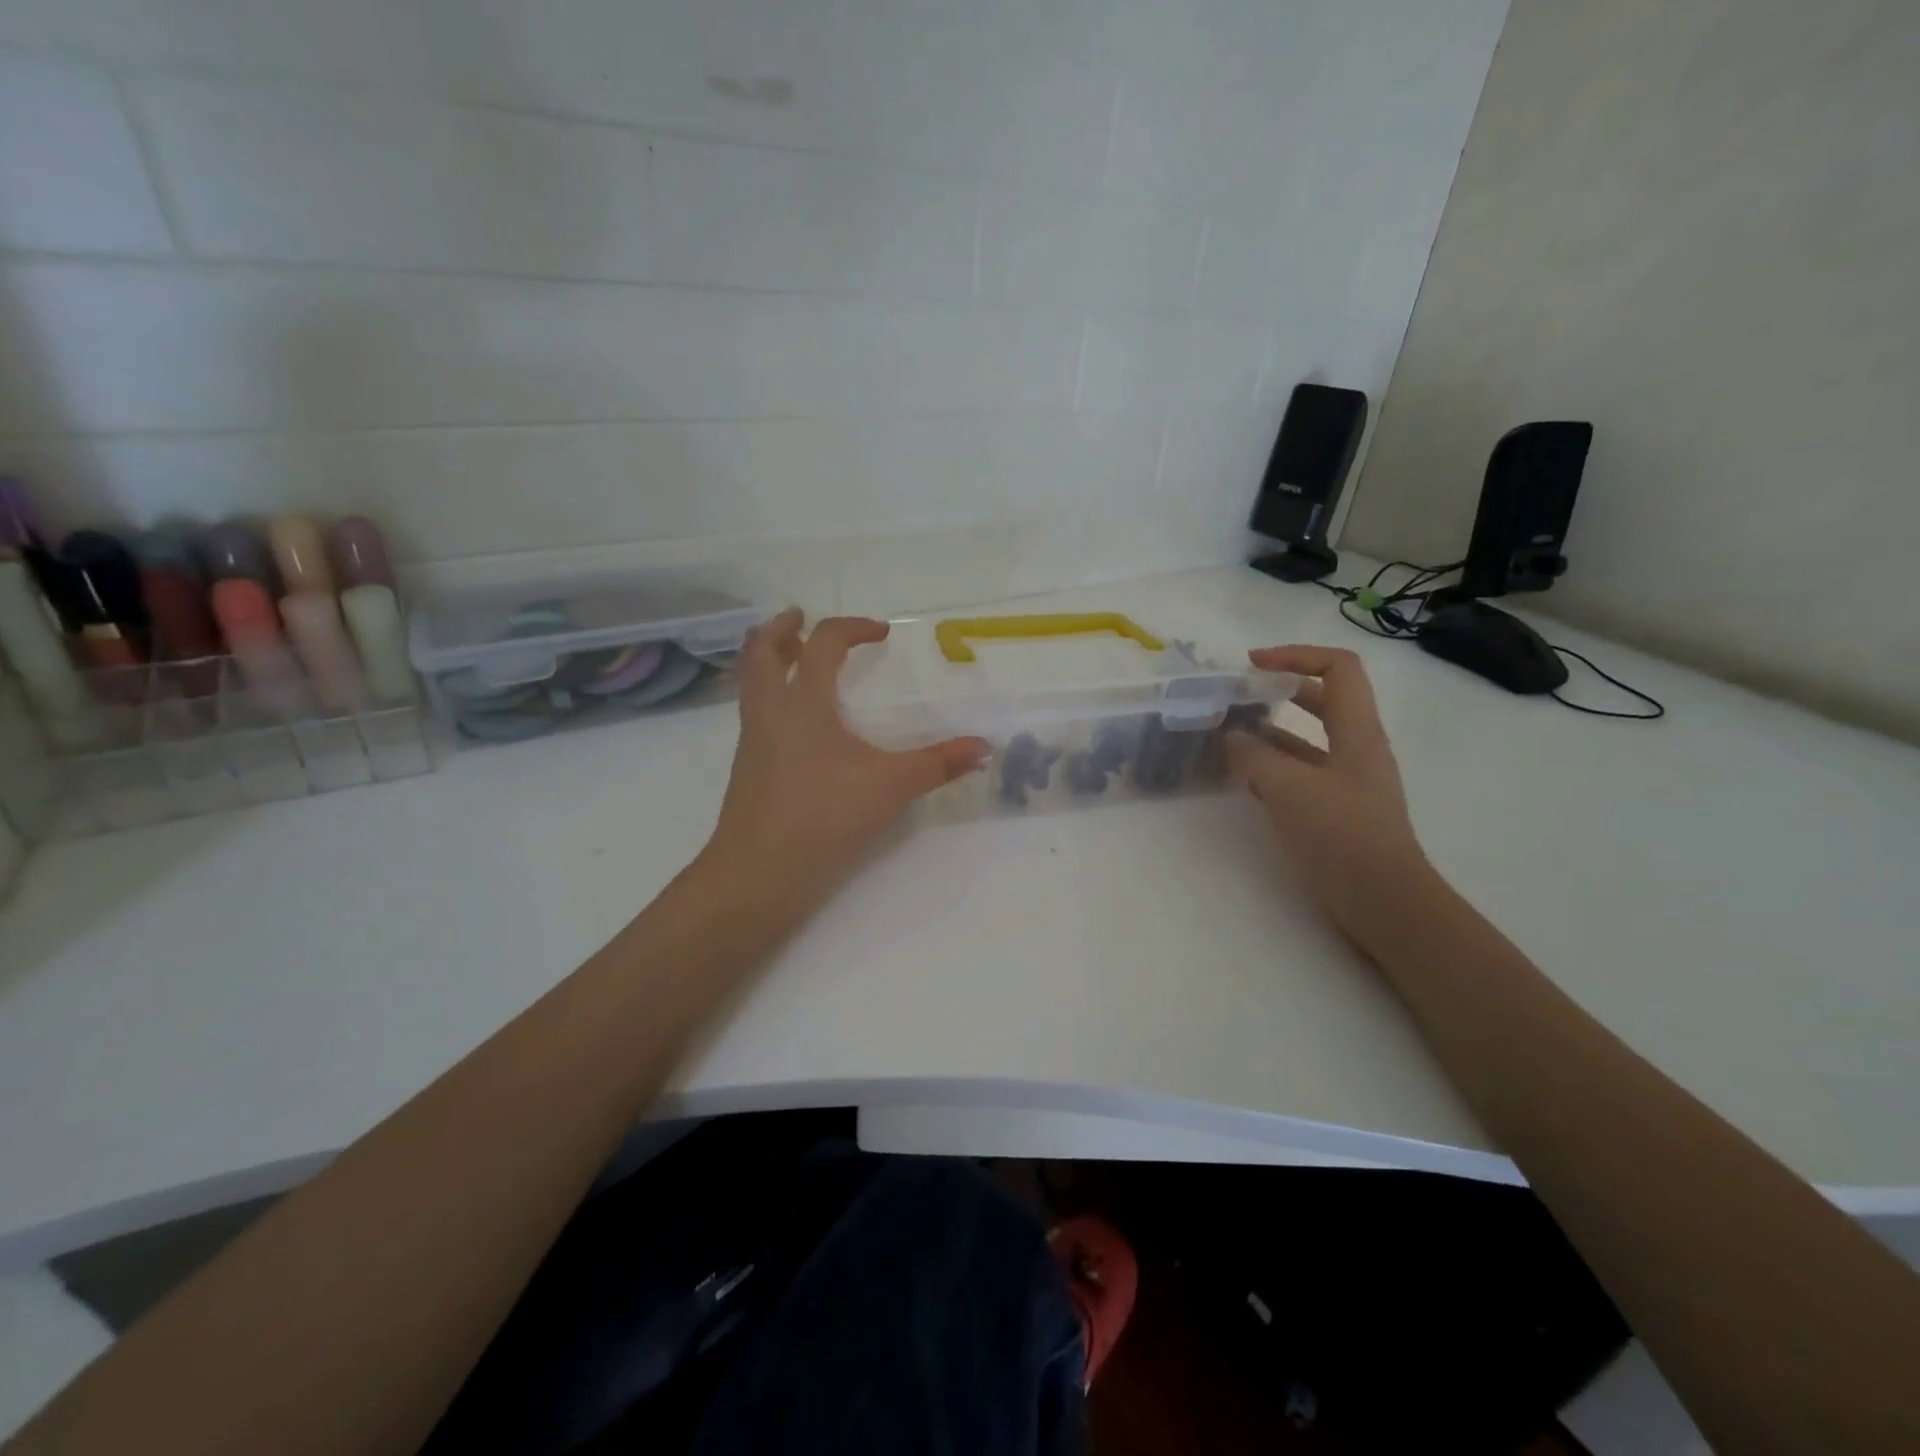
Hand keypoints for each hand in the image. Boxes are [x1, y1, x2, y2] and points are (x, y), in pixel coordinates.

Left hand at [702, 609, 987, 903]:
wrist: (759, 871)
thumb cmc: (824, 815)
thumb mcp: (891, 786)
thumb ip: (938, 763)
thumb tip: (984, 747)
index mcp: (803, 701)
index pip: (824, 643)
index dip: (852, 628)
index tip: (880, 633)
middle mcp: (770, 710)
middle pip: (762, 651)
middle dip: (782, 629)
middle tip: (799, 618)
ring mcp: (753, 740)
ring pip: (751, 682)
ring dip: (769, 660)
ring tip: (793, 658)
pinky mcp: (748, 768)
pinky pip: (754, 713)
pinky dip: (769, 696)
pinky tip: (795, 722)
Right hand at [1224, 646, 1430, 933]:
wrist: (1383, 901)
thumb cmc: (1342, 836)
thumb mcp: (1289, 789)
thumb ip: (1253, 757)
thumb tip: (1230, 736)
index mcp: (1357, 731)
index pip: (1337, 668)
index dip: (1296, 655)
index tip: (1252, 664)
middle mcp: (1356, 748)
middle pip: (1321, 699)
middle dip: (1278, 690)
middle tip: (1235, 697)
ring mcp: (1346, 780)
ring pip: (1306, 738)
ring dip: (1269, 731)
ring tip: (1227, 736)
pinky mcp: (1335, 809)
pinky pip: (1299, 772)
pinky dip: (1270, 766)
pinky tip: (1241, 777)